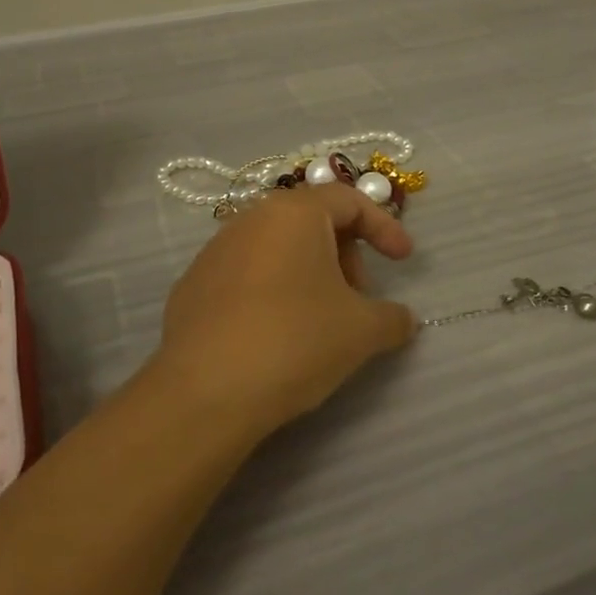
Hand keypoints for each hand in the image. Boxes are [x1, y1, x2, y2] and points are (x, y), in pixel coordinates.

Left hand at [148, 184, 417, 442]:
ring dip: (310, 274)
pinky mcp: (192, 287)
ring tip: (321, 322)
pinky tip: (277, 337)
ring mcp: (215, 252)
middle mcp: (250, 219)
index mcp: (294, 213)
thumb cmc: (295, 341)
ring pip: (277, 249)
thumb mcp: (362, 331)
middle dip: (345, 255)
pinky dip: (273, 293)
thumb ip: (393, 318)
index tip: (403, 261)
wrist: (204, 394)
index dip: (385, 227)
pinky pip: (247, 276)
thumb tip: (402, 319)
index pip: (349, 201)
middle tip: (359, 299)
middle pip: (311, 222)